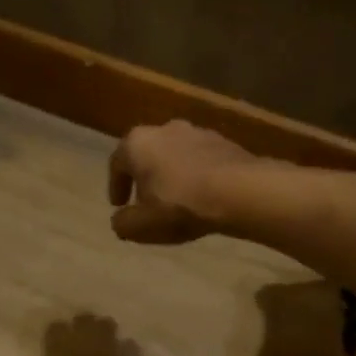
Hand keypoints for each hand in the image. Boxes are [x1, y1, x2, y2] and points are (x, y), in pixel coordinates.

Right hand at [108, 120, 258, 243]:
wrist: (240, 191)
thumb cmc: (180, 205)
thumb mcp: (142, 226)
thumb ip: (124, 224)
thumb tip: (120, 221)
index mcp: (137, 143)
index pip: (117, 164)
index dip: (116, 186)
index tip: (119, 205)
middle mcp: (164, 129)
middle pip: (147, 155)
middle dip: (145, 178)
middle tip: (146, 202)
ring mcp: (197, 132)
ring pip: (175, 155)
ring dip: (172, 175)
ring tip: (177, 200)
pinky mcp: (224, 141)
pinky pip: (201, 160)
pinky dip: (196, 175)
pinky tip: (203, 195)